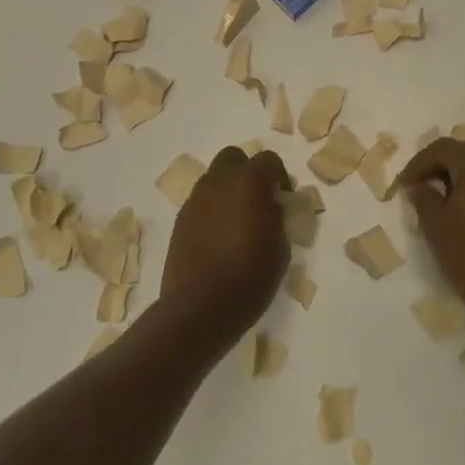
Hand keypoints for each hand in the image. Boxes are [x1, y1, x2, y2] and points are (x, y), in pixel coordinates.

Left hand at [159, 146, 290, 345]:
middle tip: (258, 200)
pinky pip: (201, 203)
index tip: (283, 197)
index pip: (268, 159)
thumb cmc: (250, 275)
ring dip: (227, 190)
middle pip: (233, 158)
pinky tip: (218, 238)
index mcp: (248, 182)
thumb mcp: (280, 246)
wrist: (200, 306)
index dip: (279, 175)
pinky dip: (212, 210)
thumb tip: (270, 206)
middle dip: (247, 172)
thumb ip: (276, 217)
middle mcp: (218, 182)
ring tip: (237, 221)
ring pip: (213, 179)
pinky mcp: (180, 220)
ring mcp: (195, 200)